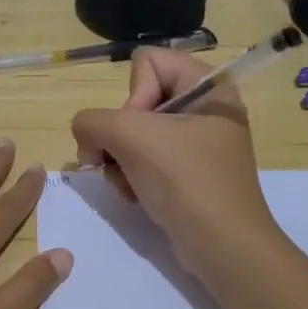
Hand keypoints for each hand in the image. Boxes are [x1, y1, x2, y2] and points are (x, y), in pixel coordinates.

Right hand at [70, 48, 282, 278]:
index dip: (133, 96)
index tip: (138, 130)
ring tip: (126, 185)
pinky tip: (134, 196)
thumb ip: (92, 121)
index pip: (148, 62)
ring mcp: (197, 145)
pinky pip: (146, 161)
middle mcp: (205, 110)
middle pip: (137, 101)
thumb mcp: (130, 136)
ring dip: (120, 161)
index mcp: (209, 87)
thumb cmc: (185, 180)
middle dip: (120, 136)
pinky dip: (132, 177)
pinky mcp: (188, 175)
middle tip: (120, 161)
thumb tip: (85, 134)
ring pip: (135, 135)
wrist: (222, 246)